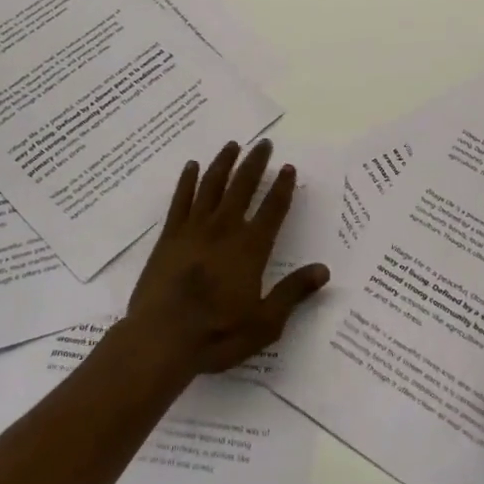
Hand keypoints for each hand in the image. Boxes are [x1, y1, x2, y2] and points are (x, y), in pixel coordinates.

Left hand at [123, 138, 330, 375]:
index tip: (289, 167)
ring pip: (212, 186)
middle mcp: (224, 230)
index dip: (283, 187)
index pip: (272, 210)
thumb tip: (323, 270)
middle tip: (264, 144)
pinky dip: (187, 181)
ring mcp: (194, 230)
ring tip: (232, 145)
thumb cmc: (217, 334)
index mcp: (251, 249)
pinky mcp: (169, 237)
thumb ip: (293, 292)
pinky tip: (192, 166)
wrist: (161, 339)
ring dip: (224, 163)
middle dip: (255, 164)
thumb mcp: (265, 323)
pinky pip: (180, 200)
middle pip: (242, 187)